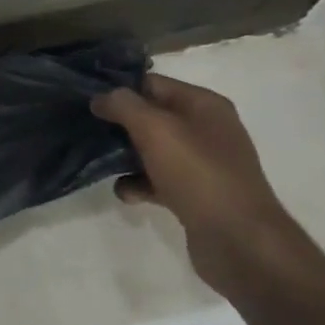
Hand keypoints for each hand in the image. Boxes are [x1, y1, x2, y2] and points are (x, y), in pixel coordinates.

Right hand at [90, 75, 312, 295]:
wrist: (239, 240)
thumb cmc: (198, 174)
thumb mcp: (155, 128)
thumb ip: (123, 105)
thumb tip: (101, 97)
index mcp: (204, 105)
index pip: (151, 83)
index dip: (118, 89)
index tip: (84, 100)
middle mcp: (206, 129)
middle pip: (149, 116)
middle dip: (117, 124)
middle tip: (84, 130)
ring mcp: (201, 163)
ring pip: (149, 149)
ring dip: (123, 156)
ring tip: (101, 164)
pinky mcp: (194, 193)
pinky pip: (156, 179)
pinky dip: (138, 185)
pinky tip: (127, 194)